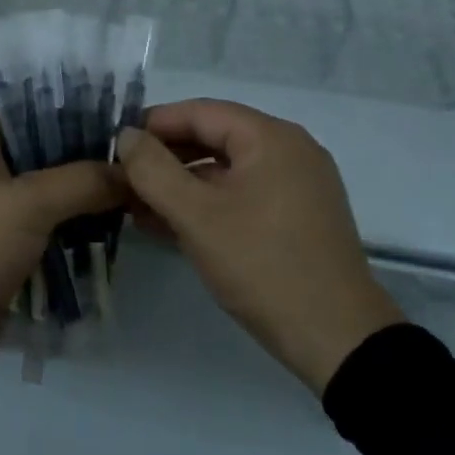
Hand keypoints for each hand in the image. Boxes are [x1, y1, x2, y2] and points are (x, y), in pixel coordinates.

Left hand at [0, 109, 122, 379]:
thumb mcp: (28, 204)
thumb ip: (81, 181)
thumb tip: (130, 173)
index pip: (26, 105)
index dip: (66, 104)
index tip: (112, 112)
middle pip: (44, 149)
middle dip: (86, 153)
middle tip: (136, 156)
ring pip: (50, 191)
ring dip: (85, 194)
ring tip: (135, 191)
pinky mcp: (7, 250)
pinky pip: (48, 229)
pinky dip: (75, 228)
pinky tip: (113, 229)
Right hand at [117, 98, 402, 394]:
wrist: (339, 341)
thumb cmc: (263, 266)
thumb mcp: (197, 217)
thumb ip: (153, 170)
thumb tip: (126, 136)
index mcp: (270, 137)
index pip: (200, 112)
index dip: (154, 124)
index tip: (115, 145)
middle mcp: (289, 150)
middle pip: (214, 138)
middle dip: (165, 158)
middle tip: (122, 178)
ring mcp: (298, 185)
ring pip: (227, 171)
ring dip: (182, 185)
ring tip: (137, 206)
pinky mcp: (299, 217)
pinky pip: (244, 195)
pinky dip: (208, 204)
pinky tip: (171, 225)